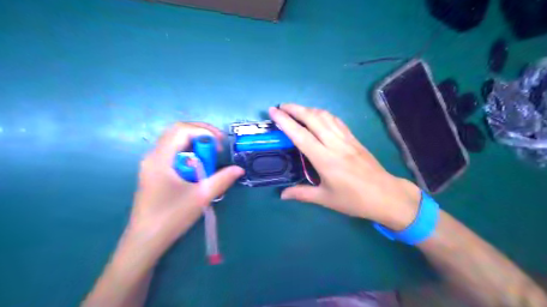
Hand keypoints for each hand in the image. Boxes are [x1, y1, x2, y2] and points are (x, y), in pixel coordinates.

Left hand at [127, 122, 242, 258]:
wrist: (145, 242)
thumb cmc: (171, 217)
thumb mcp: (201, 197)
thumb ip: (222, 179)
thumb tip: (239, 169)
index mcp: (161, 158)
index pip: (182, 129)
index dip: (205, 131)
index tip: (220, 145)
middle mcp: (153, 156)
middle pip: (177, 132)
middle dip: (201, 134)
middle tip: (218, 146)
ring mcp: (152, 164)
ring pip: (175, 142)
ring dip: (195, 145)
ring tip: (210, 158)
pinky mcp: (154, 173)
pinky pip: (173, 154)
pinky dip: (189, 154)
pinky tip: (198, 168)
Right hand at [271, 103, 419, 229]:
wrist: (386, 195)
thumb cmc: (354, 200)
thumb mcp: (325, 199)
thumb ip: (302, 194)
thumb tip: (282, 195)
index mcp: (325, 160)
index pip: (301, 135)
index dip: (285, 121)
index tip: (274, 112)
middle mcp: (335, 144)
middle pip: (313, 119)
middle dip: (295, 109)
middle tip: (281, 107)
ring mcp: (347, 139)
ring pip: (326, 117)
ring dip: (309, 109)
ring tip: (297, 110)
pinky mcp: (355, 139)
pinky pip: (337, 121)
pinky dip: (324, 114)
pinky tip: (318, 116)